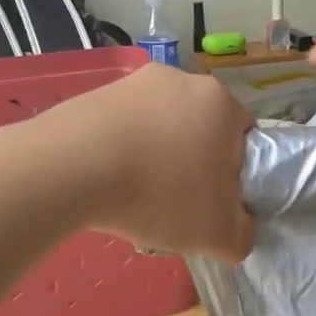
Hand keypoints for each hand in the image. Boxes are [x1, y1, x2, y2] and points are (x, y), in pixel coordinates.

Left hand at [52, 62, 255, 260]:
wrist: (71, 169)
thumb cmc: (160, 194)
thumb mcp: (218, 234)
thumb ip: (243, 235)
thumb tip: (239, 230)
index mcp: (222, 103)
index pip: (245, 137)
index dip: (235, 173)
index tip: (215, 202)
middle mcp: (182, 80)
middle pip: (200, 129)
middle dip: (193, 163)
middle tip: (176, 204)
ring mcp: (135, 82)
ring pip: (160, 127)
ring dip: (155, 157)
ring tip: (134, 196)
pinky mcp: (96, 94)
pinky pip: (122, 127)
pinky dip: (120, 151)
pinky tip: (106, 183)